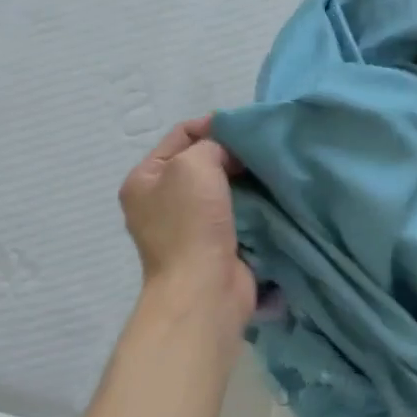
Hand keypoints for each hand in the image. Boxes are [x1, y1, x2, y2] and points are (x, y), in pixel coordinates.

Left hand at [119, 117, 253, 327]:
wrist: (205, 290)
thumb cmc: (191, 224)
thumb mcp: (193, 165)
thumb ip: (211, 145)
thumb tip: (230, 153)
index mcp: (144, 179)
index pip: (181, 136)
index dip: (213, 126)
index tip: (247, 129)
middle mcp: (161, 201)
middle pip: (202, 162)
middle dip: (233, 155)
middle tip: (263, 151)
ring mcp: (187, 226)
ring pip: (223, 189)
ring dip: (246, 181)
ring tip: (271, 172)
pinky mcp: (213, 246)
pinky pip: (236, 213)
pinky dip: (252, 205)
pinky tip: (272, 197)